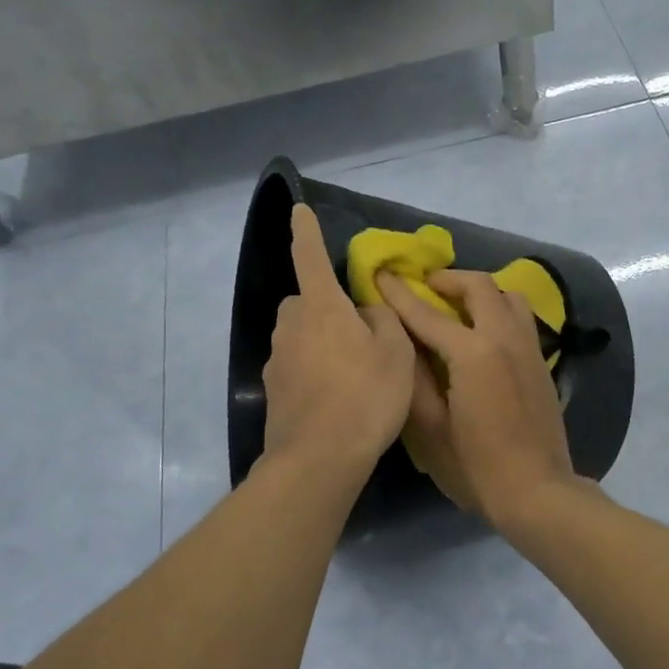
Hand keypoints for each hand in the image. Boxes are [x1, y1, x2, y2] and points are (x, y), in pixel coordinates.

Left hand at [262, 205, 415, 476]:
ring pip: (300, 335)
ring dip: (320, 340)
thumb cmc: (366, 396)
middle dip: (325, 306)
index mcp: (322, 308)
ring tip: (352, 370)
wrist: (319, 459)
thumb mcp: (395, 353)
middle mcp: (292, 326)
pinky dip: (313, 371)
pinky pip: (296, 366)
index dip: (306, 231)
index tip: (298, 209)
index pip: (310, 257)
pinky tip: (335, 397)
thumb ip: (383, 321)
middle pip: (306, 301)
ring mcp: (278, 360)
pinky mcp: (273, 391)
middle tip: (358, 331)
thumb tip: (366, 312)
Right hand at [376, 268, 580, 528]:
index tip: (381, 274)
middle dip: (449, 280)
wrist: (537, 492)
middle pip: (479, 287)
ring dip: (480, 292)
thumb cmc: (476, 467)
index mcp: (473, 353)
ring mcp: (529, 348)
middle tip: (426, 287)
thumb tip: (400, 341)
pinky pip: (520, 317)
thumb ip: (414, 379)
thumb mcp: (430, 430)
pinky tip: (483, 333)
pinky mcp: (541, 362)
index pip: (428, 313)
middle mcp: (505, 338)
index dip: (400, 293)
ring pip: (508, 296)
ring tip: (458, 306)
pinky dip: (498, 310)